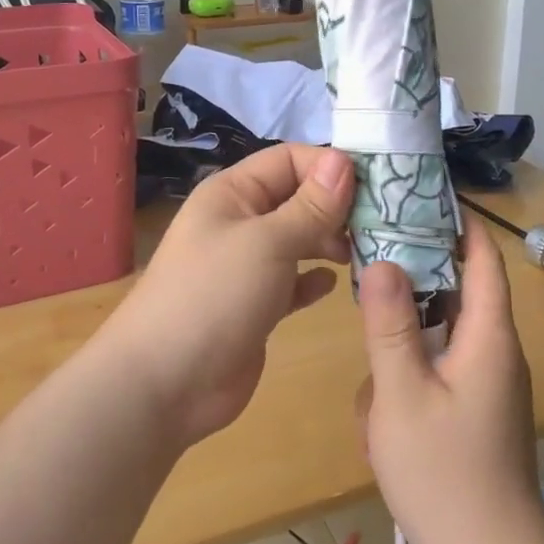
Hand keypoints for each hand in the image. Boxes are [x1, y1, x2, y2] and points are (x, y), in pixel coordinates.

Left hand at [104, 144, 353, 448]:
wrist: (165, 384)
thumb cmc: (213, 295)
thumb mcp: (267, 242)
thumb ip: (310, 205)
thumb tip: (343, 160)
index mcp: (233, 193)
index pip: (289, 160)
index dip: (329, 166)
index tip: (375, 186)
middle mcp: (240, 222)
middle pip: (297, 198)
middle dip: (336, 206)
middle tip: (378, 225)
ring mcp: (247, 266)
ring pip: (298, 239)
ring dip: (330, 241)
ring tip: (363, 253)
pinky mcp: (256, 305)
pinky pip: (293, 280)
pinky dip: (314, 278)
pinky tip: (334, 284)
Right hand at [357, 224, 543, 543]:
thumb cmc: (447, 475)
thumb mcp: (403, 395)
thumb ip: (390, 326)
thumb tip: (383, 261)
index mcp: (489, 337)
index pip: (483, 259)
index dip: (460, 223)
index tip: (423, 195)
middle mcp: (495, 351)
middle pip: (458, 291)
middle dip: (418, 272)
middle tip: (371, 250)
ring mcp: (486, 384)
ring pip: (442, 335)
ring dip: (406, 334)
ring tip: (366, 334)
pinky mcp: (474, 411)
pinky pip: (439, 371)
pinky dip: (410, 372)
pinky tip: (377, 400)